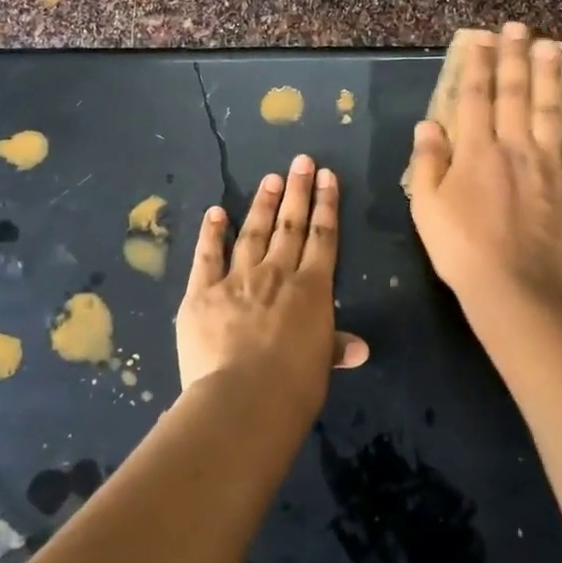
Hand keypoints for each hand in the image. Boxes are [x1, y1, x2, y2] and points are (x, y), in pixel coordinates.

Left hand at [176, 156, 369, 409]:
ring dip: (263, 204)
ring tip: (271, 179)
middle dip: (298, 192)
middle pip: (290, 226)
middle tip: (301, 161)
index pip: (322, 238)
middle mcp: (277, 274)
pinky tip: (216, 212)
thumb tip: (360, 348)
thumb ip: (335, 347)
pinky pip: (207, 257)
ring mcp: (237, 279)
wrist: (243, 400)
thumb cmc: (293, 388)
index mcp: (311, 290)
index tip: (327, 177)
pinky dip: (211, 233)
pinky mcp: (201, 293)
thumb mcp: (321, 366)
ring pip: (253, 233)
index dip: (326, 206)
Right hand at [408, 23, 561, 309]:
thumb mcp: (426, 207)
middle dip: (515, 56)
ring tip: (554, 48)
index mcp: (477, 151)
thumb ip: (427, 162)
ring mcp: (549, 165)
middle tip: (518, 27)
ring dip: (553, 77)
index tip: (479, 37)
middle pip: (516, 93)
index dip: (477, 64)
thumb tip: (429, 124)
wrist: (514, 287)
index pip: (475, 96)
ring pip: (553, 111)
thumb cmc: (461, 248)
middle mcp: (515, 147)